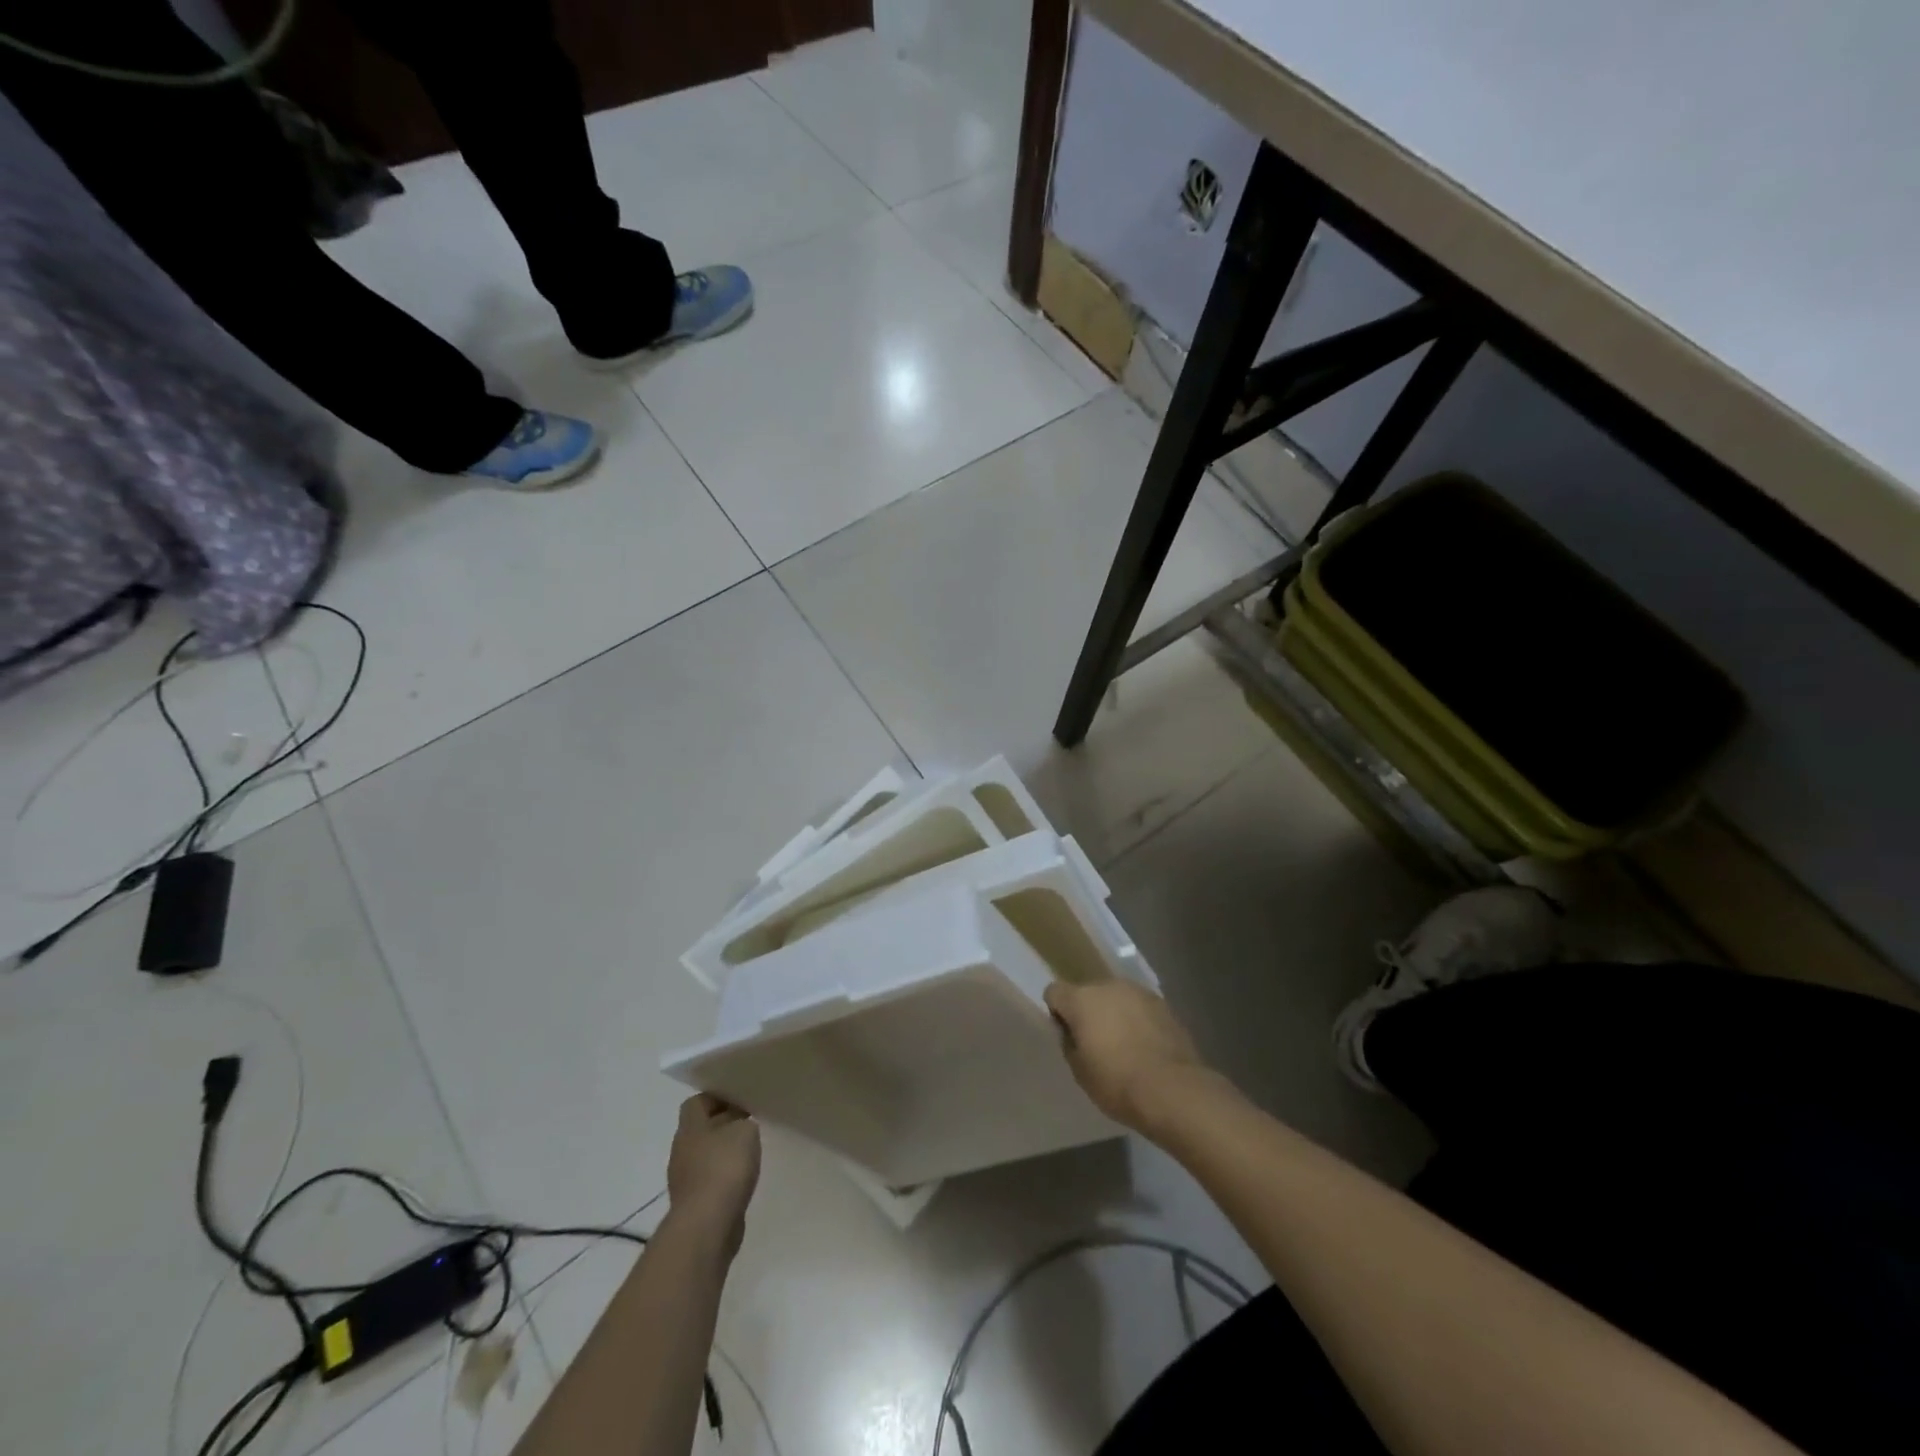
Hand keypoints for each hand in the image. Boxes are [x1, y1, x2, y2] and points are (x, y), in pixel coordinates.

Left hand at [665, 1094, 761, 1254]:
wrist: (707, 1225)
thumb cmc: (724, 1167)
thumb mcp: (744, 1131)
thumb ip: (743, 1122)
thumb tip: (739, 1127)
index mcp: (690, 1127)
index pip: (696, 1102)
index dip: (717, 1098)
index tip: (741, 1100)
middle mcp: (682, 1150)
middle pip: (701, 1129)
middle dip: (723, 1125)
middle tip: (749, 1124)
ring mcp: (685, 1179)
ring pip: (705, 1155)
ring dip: (724, 1153)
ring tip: (749, 1152)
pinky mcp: (694, 1204)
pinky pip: (710, 1180)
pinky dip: (724, 1177)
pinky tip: (742, 1179)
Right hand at [1044, 978, 1210, 1133]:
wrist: (1172, 1089)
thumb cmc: (1117, 1082)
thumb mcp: (1079, 1070)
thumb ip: (1069, 1042)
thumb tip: (1072, 1031)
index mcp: (1081, 999)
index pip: (1054, 992)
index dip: (1057, 1012)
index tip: (1068, 1035)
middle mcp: (1108, 985)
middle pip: (1088, 992)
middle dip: (1088, 1011)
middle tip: (1096, 1042)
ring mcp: (1138, 991)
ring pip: (1116, 997)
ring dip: (1114, 1013)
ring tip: (1124, 1044)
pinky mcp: (1162, 1003)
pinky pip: (1139, 1007)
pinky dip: (1137, 1019)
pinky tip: (1146, 1045)